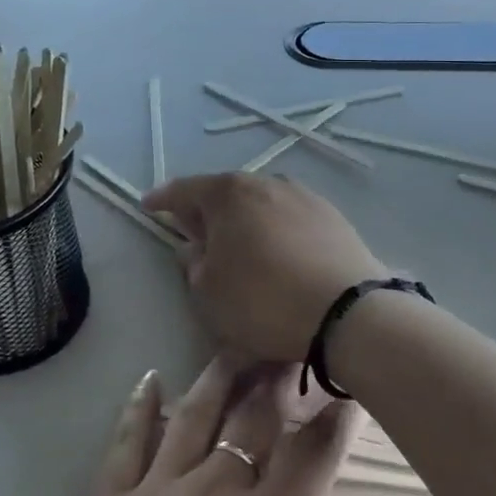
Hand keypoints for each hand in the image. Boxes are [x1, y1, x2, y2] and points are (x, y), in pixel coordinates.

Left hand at [7, 359, 468, 495]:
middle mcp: (212, 490)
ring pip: (193, 414)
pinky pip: (126, 439)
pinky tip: (149, 379)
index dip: (335, 418)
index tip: (348, 385)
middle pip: (252, 417)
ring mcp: (153, 491)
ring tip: (235, 343)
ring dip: (218, 376)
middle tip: (290, 345)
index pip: (313, 454)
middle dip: (277, 379)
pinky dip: (140, 405)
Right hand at [143, 174, 389, 364]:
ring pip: (260, 203)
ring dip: (244, 220)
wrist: (347, 312)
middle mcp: (265, 183)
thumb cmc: (264, 301)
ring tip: (240, 246)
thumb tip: (195, 247)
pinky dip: (275, 230)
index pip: (184, 190)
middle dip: (207, 211)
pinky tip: (278, 253)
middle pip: (225, 192)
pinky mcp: (332, 215)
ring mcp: (303, 196)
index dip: (162, 199)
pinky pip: (289, 217)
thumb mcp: (210, 293)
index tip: (148, 206)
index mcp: (228, 194)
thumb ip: (194, 265)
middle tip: (195, 233)